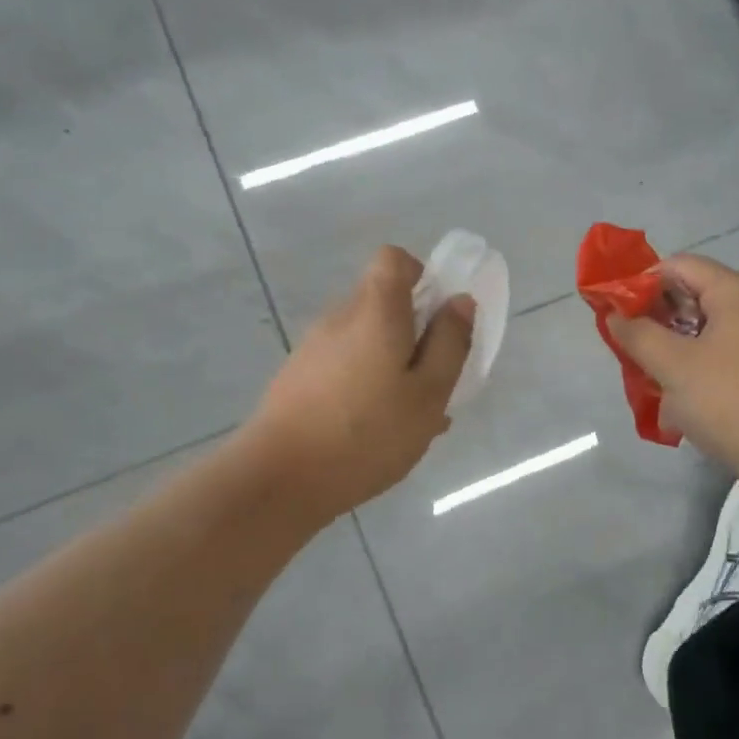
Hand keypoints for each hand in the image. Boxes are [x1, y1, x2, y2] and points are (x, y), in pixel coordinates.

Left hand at [241, 246, 474, 522]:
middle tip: (432, 380)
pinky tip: (377, 433)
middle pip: (381, 302)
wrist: (278, 480)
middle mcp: (340, 318)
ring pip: (365, 340)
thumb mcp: (428, 393)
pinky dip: (366, 384)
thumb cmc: (367, 433)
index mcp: (375, 311)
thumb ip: (449, 343)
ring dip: (392, 364)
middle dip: (413, 331)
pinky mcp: (298, 379)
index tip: (436, 317)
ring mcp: (313, 349)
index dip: (421, 275)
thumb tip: (460, 301)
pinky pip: (345, 367)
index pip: (393, 259)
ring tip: (409, 418)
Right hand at [605, 255, 738, 489]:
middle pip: (692, 297)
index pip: (679, 265)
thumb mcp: (674, 366)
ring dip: (673, 353)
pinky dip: (697, 373)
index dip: (641, 283)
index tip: (615, 313)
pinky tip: (680, 407)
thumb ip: (638, 335)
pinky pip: (723, 359)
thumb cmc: (734, 403)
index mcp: (737, 292)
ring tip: (650, 384)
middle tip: (628, 351)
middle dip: (655, 322)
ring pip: (705, 334)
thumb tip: (616, 314)